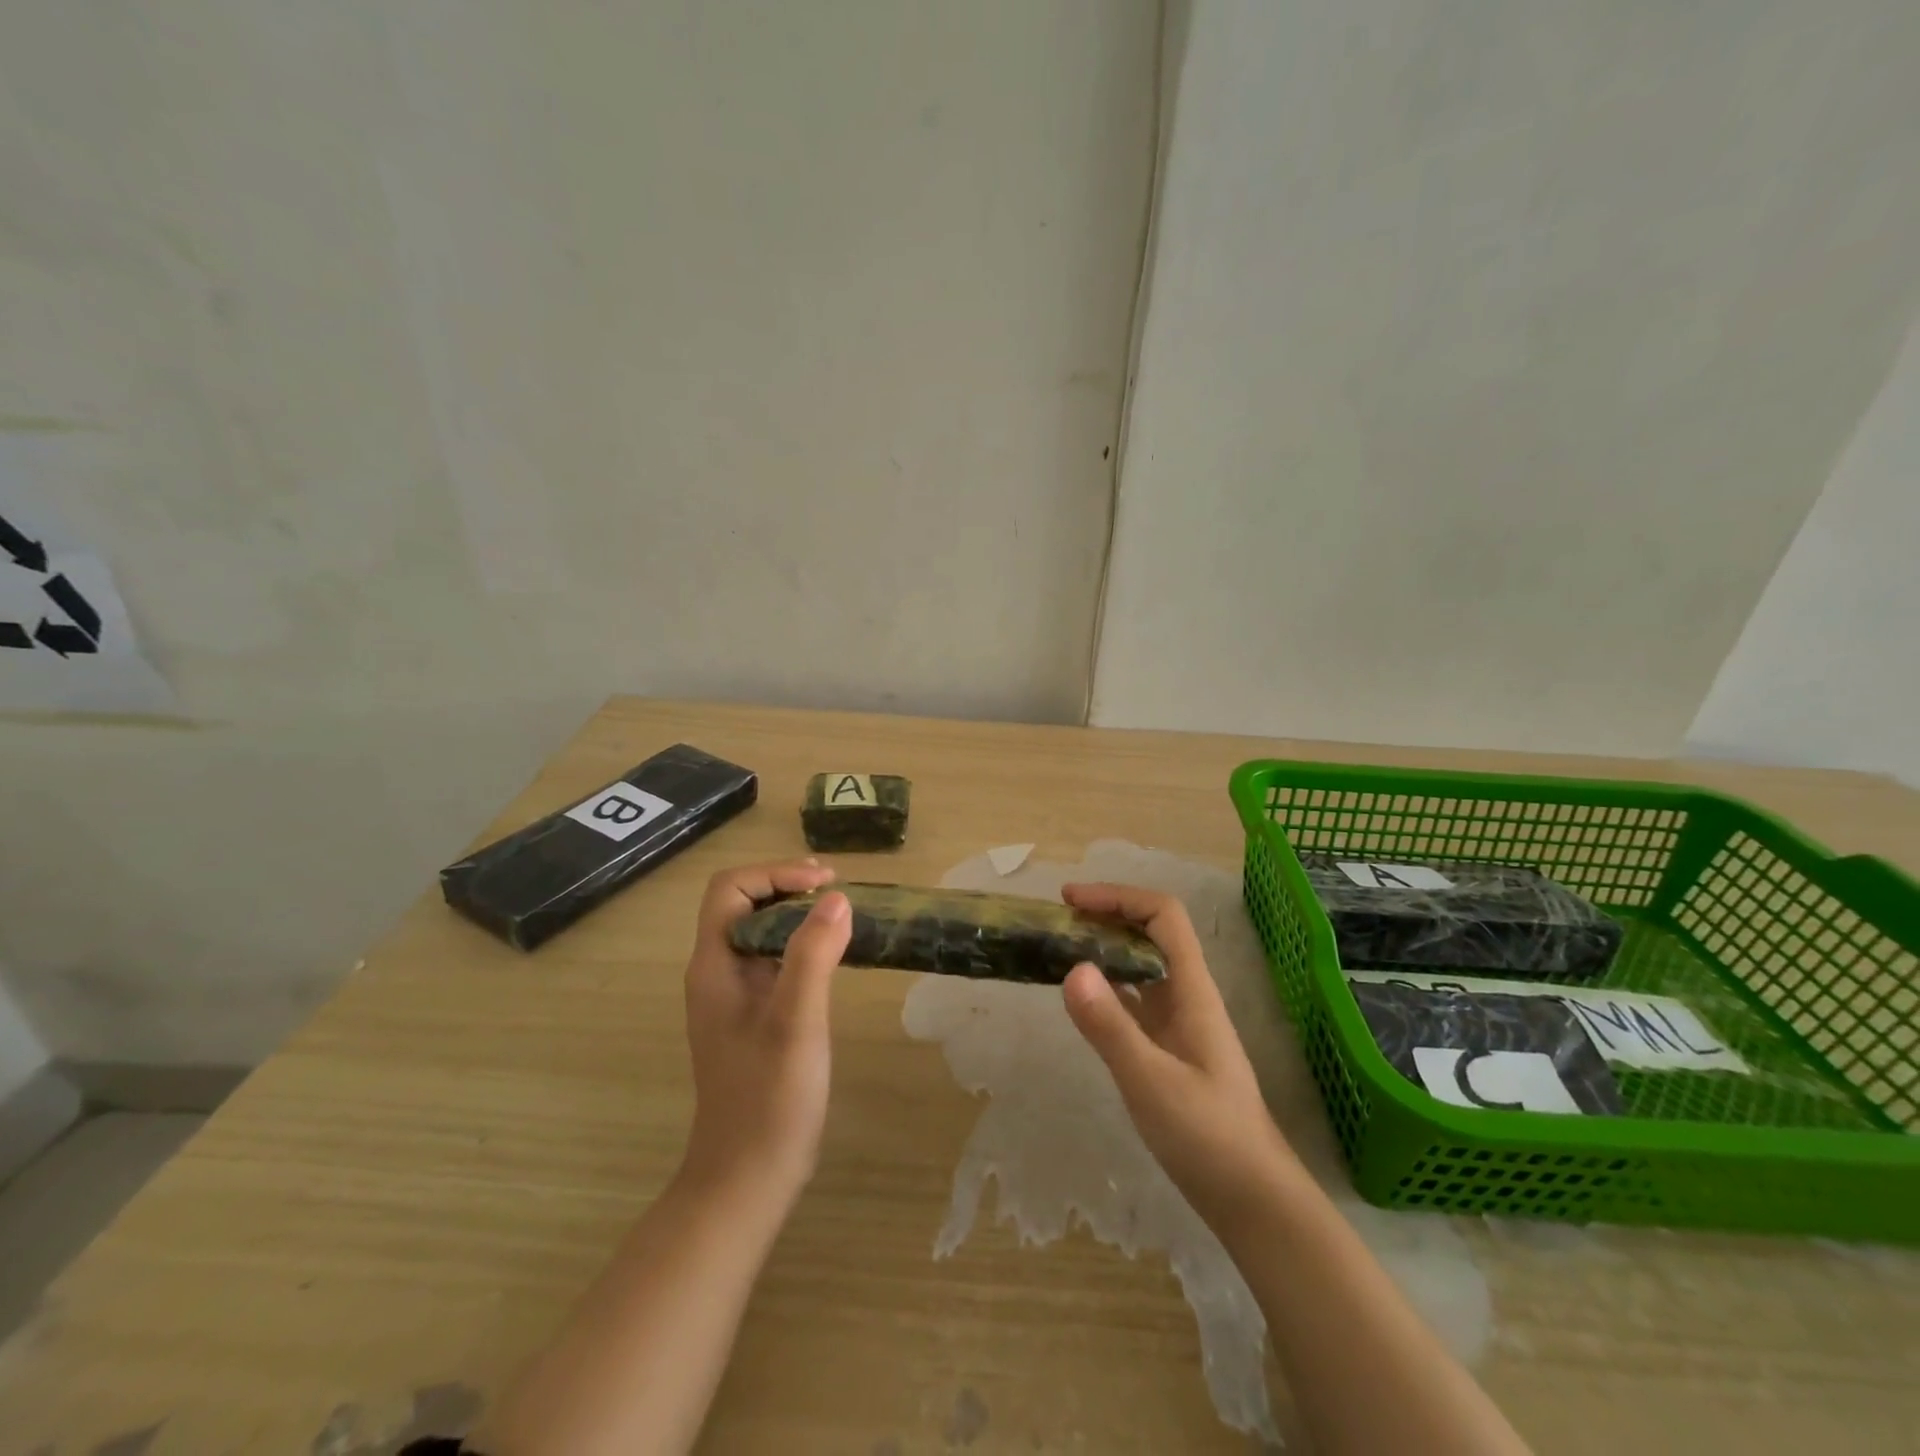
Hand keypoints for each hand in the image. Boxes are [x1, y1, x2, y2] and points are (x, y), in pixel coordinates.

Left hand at [680, 861, 851, 1209]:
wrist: (747, 1180)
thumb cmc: (768, 1100)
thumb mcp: (796, 1022)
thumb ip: (812, 956)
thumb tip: (835, 897)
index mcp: (714, 966)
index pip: (730, 889)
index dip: (775, 873)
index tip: (825, 884)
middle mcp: (716, 973)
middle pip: (744, 904)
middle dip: (788, 886)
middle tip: (838, 894)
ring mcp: (733, 997)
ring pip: (759, 932)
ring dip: (797, 914)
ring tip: (841, 917)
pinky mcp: (752, 1017)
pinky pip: (773, 961)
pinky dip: (801, 945)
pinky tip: (833, 958)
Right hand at [1060, 883, 1298, 1233]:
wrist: (1254, 1201)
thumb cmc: (1210, 1138)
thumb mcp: (1152, 1082)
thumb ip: (1111, 1027)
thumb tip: (1070, 968)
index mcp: (1192, 990)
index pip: (1163, 916)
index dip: (1118, 897)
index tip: (1072, 900)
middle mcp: (1187, 996)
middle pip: (1150, 933)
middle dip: (1107, 915)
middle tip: (1058, 922)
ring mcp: (1179, 1024)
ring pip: (1141, 966)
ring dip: (1104, 948)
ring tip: (1060, 950)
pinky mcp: (1169, 1050)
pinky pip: (1134, 1000)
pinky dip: (1106, 987)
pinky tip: (1081, 1000)